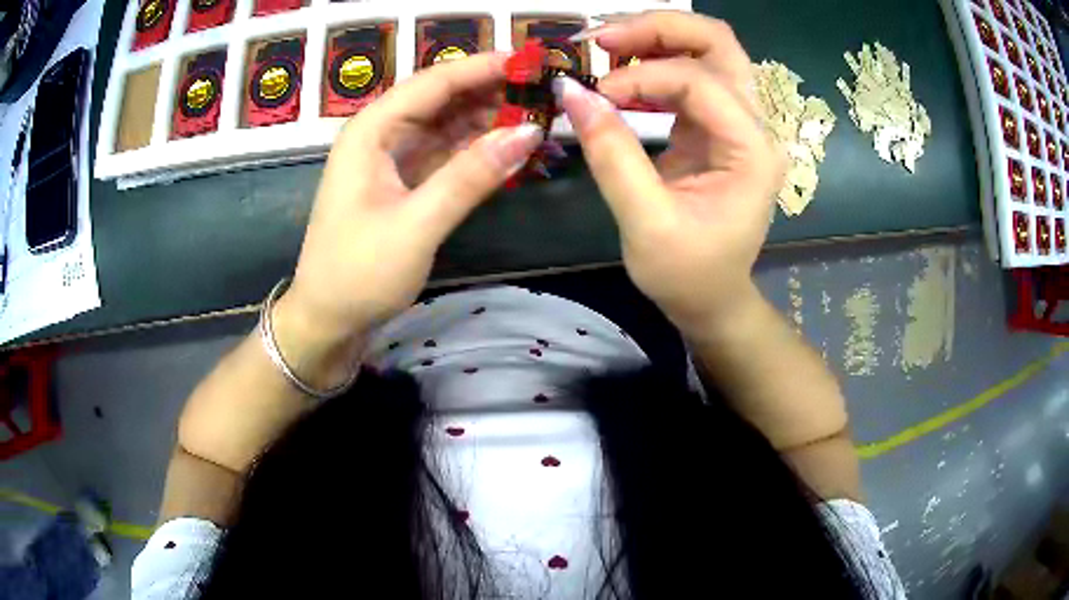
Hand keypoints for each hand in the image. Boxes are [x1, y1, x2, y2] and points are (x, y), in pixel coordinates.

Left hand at [281, 54, 542, 347]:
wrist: (328, 321)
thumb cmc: (358, 274)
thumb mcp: (416, 225)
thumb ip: (470, 176)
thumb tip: (528, 132)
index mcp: (372, 131)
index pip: (434, 82)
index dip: (483, 68)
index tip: (532, 62)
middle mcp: (382, 135)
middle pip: (443, 99)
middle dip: (493, 92)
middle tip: (546, 93)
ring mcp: (394, 159)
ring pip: (449, 125)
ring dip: (490, 121)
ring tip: (539, 118)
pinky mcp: (405, 183)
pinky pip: (448, 155)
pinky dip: (479, 152)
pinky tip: (512, 151)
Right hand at [558, 12, 782, 329]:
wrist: (712, 299)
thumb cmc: (687, 274)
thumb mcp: (645, 222)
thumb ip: (612, 153)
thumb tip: (572, 92)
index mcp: (752, 151)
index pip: (699, 81)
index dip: (642, 77)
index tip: (596, 96)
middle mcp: (755, 126)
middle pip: (718, 43)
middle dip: (658, 29)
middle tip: (602, 38)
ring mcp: (739, 123)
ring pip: (707, 50)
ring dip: (657, 39)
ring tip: (608, 48)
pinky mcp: (718, 127)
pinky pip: (692, 75)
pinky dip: (656, 64)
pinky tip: (624, 75)